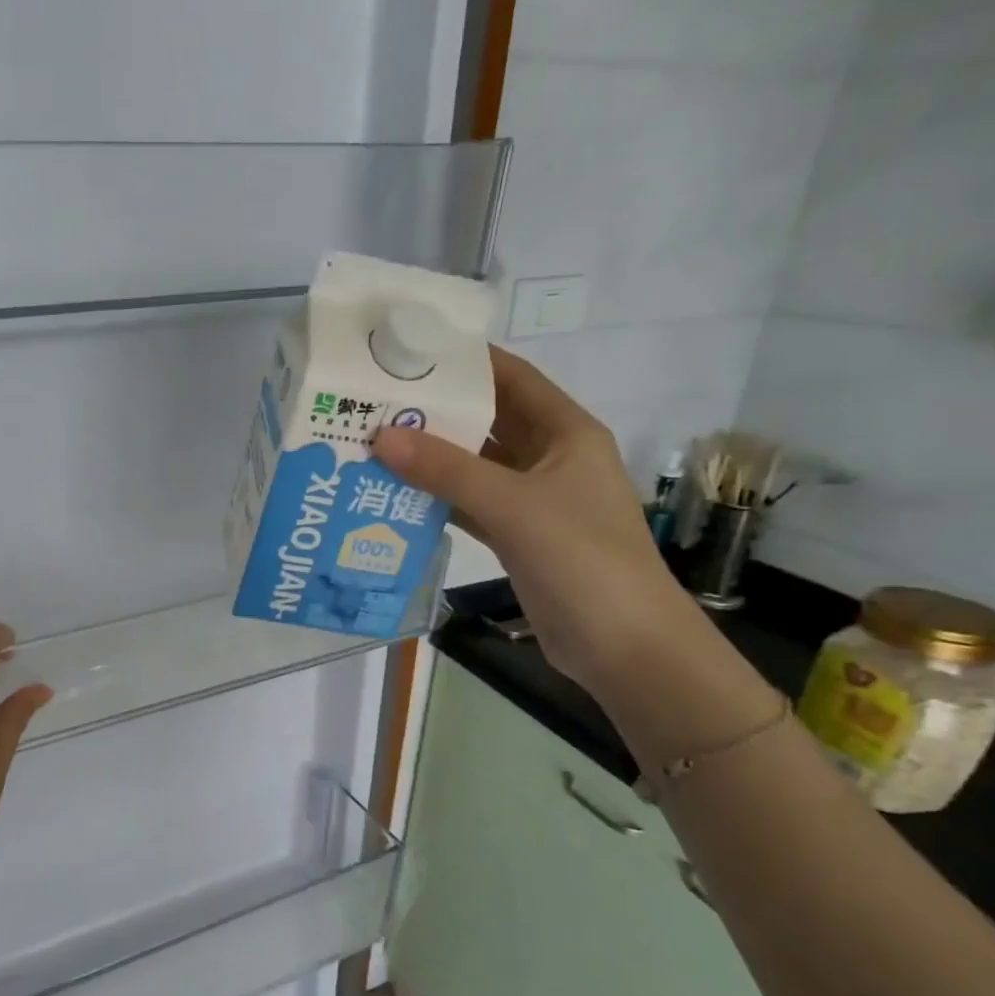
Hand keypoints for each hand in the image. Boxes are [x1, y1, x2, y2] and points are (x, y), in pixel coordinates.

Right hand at [374, 346, 701, 698]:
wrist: (622, 644)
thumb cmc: (581, 560)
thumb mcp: (514, 506)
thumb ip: (447, 471)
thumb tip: (381, 436)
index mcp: (565, 433)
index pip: (512, 378)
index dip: (466, 360)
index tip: (409, 351)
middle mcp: (549, 458)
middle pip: (487, 421)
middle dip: (436, 412)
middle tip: (374, 402)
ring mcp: (532, 500)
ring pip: (473, 466)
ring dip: (430, 459)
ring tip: (371, 445)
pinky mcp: (516, 537)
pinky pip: (469, 505)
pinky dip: (436, 500)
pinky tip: (393, 496)